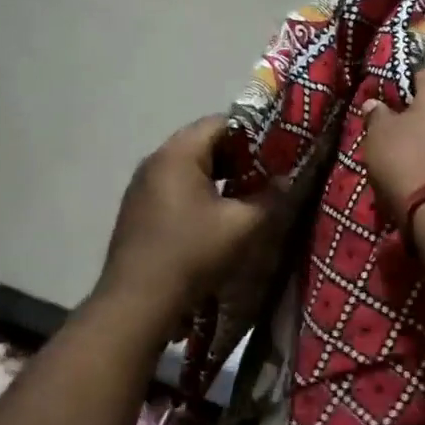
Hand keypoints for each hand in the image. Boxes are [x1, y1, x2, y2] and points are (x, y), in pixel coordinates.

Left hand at [94, 116, 274, 334]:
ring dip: (218, 176)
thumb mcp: (242, 226)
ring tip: (245, 196)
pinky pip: (174, 186)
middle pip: (203, 142)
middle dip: (238, 156)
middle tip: (266, 174)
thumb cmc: (192, 254)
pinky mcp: (137, 208)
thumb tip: (288, 181)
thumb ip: (270, 198)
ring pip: (188, 165)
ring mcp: (141, 185)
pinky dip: (198, 191)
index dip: (254, 133)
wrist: (136, 302)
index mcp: (178, 153)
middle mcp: (155, 160)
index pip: (221, 122)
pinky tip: (215, 216)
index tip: (278, 152)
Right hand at [360, 70, 424, 226]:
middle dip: (416, 116)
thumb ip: (376, 114)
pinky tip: (424, 177)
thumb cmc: (406, 160)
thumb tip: (375, 104)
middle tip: (392, 134)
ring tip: (407, 160)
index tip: (384, 107)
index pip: (420, 75)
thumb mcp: (378, 134)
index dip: (399, 89)